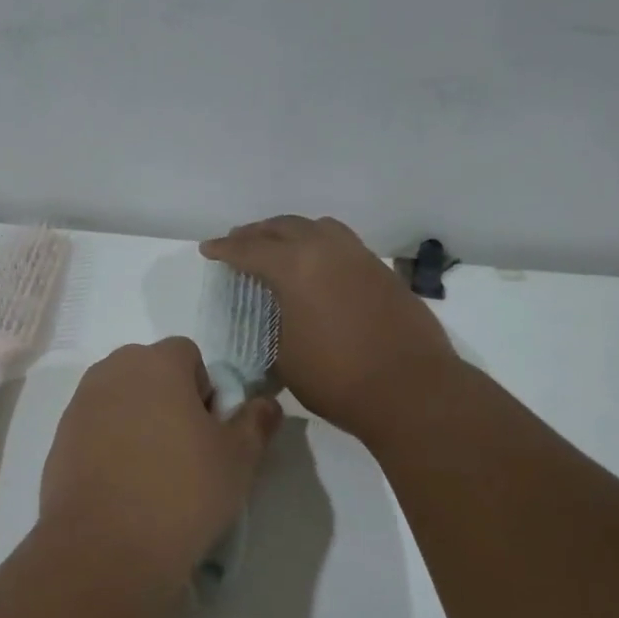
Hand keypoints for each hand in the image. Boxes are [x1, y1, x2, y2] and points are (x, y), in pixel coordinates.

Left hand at [40, 338, 282, 592]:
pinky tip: (124, 487)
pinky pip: (96, 430)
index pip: (187, 354)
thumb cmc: (181, 491)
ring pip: (121, 401)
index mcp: (155, 362)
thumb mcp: (238, 459)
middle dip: (170, 400)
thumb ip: (255, 422)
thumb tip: (265, 405)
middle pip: (150, 373)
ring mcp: (79, 406)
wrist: (104, 549)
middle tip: (187, 451)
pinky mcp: (59, 441)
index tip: (210, 431)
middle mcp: (111, 372)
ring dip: (140, 423)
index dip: (205, 389)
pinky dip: (112, 446)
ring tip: (154, 473)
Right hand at [202, 216, 458, 442]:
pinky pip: (343, 243)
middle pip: (284, 227)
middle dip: (256, 233)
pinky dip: (320, 244)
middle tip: (238, 241)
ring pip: (318, 227)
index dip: (225, 249)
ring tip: (278, 245)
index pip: (250, 250)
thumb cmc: (337, 379)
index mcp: (296, 268)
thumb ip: (275, 325)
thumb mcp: (285, 358)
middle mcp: (327, 250)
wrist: (410, 389)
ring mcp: (360, 258)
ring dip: (291, 232)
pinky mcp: (382, 272)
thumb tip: (278, 317)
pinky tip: (317, 264)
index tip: (208, 250)